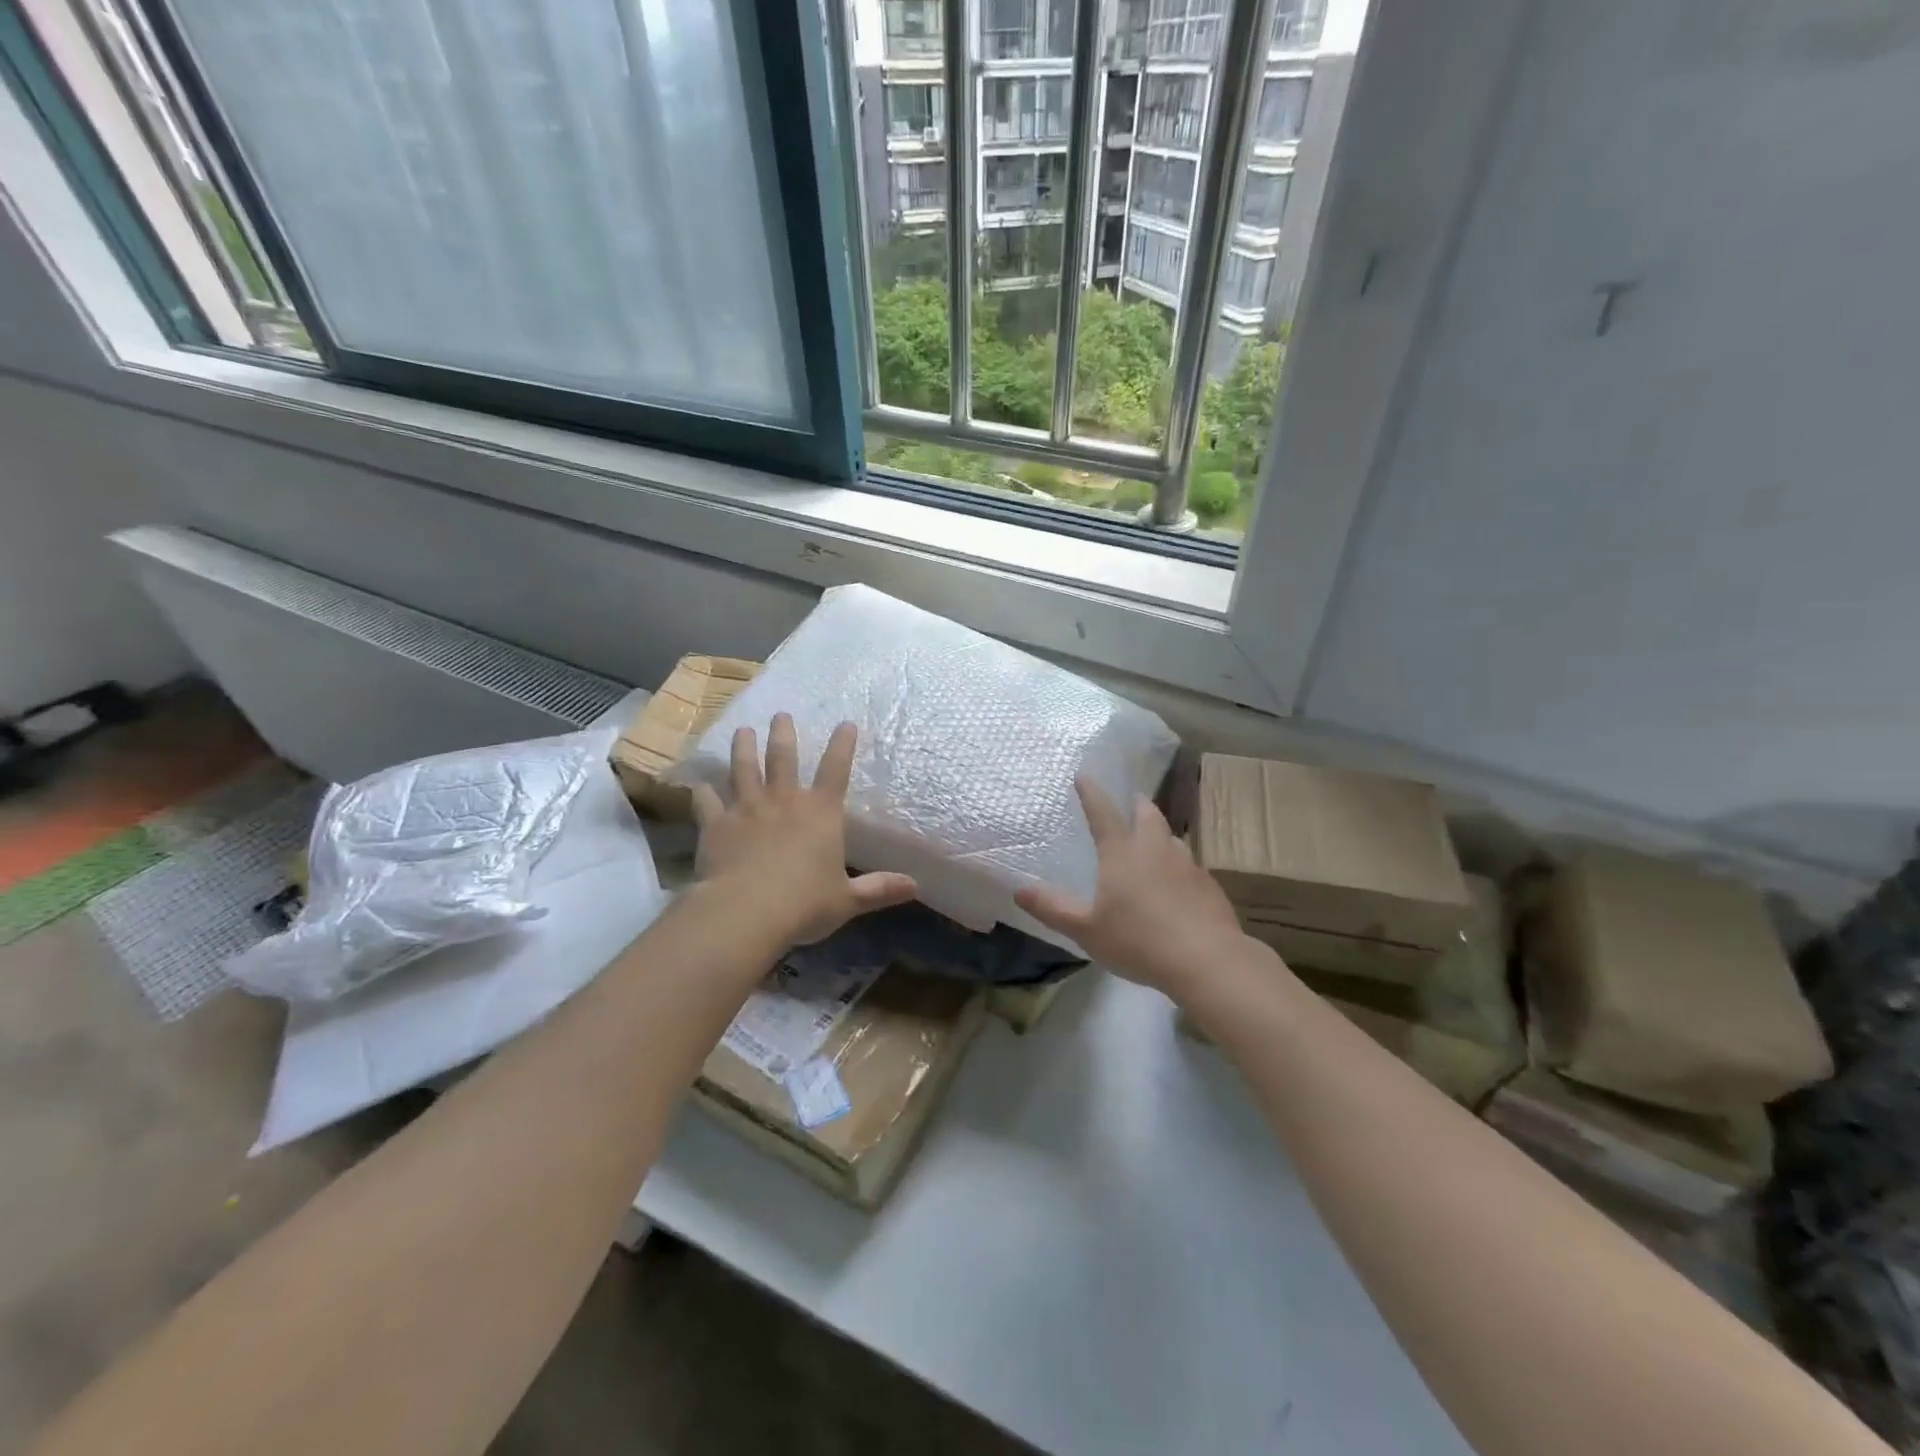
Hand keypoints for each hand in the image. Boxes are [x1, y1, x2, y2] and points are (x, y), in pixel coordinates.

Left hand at [692, 714, 916, 946]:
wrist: (746, 911)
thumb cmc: (804, 904)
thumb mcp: (847, 900)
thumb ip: (878, 889)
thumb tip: (915, 886)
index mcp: (821, 813)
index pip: (836, 769)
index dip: (843, 744)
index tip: (846, 723)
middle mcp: (784, 801)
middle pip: (783, 758)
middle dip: (783, 734)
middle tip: (779, 714)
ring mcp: (747, 809)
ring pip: (743, 769)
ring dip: (743, 748)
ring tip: (742, 731)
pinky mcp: (716, 824)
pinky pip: (707, 802)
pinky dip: (703, 792)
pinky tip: (700, 785)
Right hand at [1015, 777, 1246, 995]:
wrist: (1207, 961)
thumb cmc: (1138, 941)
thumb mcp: (1086, 930)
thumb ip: (1052, 909)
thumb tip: (1018, 890)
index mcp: (1122, 853)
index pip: (1103, 812)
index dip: (1091, 792)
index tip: (1083, 776)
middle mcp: (1155, 849)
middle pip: (1146, 814)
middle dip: (1135, 804)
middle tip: (1129, 801)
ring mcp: (1187, 864)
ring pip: (1171, 837)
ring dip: (1159, 832)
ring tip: (1151, 841)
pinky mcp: (1209, 885)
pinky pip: (1189, 864)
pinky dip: (1177, 864)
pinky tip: (1176, 884)